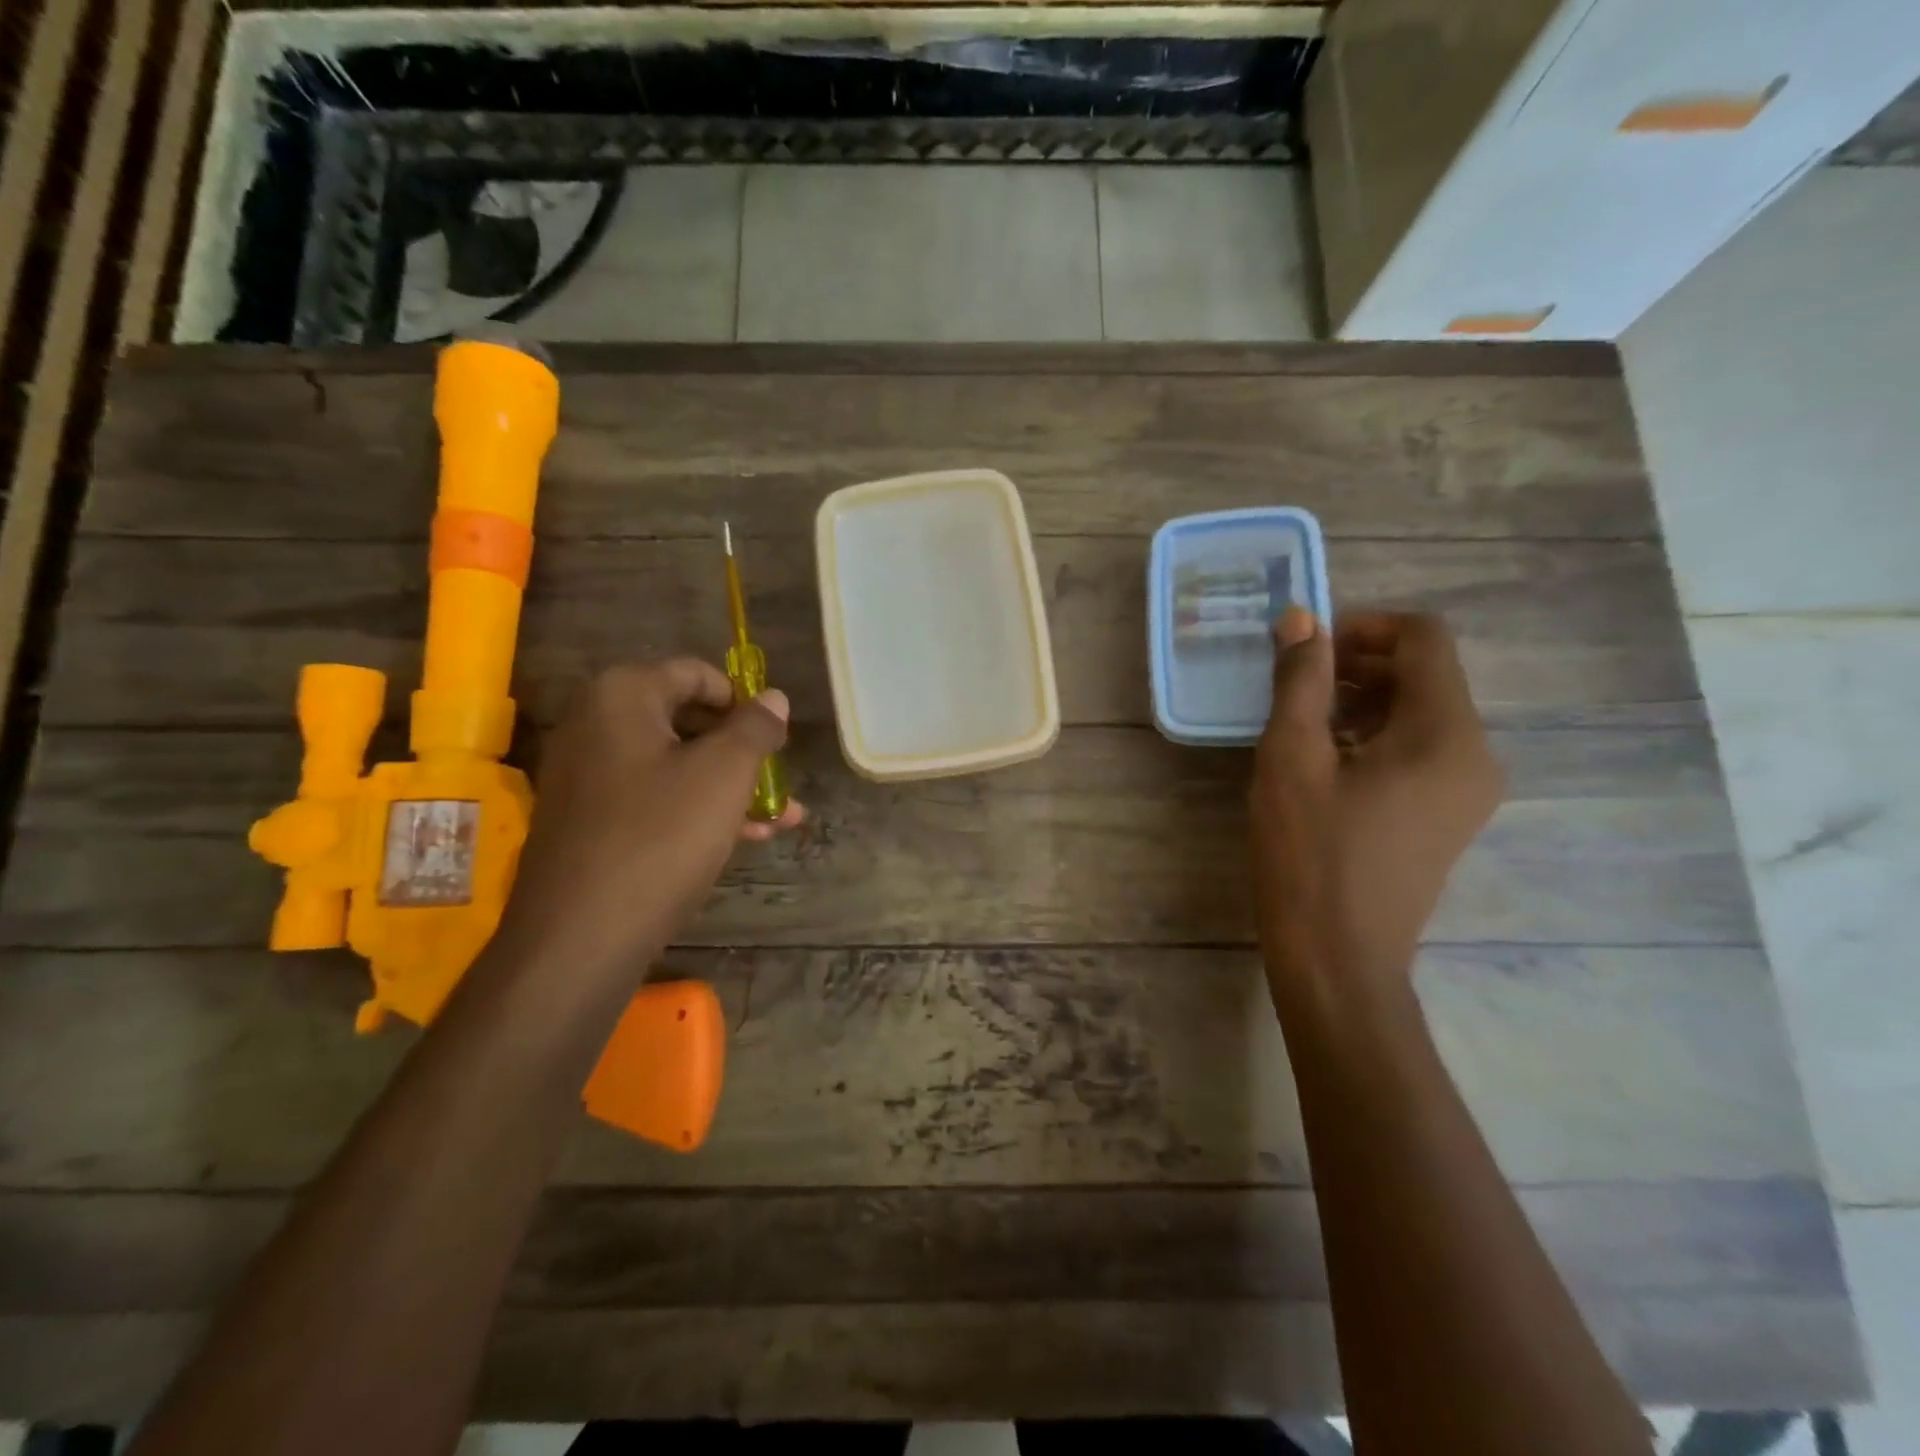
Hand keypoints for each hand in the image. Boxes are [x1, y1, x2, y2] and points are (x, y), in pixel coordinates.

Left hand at [496, 660, 803, 978]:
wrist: (579, 936)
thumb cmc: (661, 836)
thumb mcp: (724, 774)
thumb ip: (755, 728)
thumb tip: (775, 698)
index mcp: (622, 695)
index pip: (696, 673)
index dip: (743, 700)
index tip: (775, 735)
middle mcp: (595, 724)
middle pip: (687, 721)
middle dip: (743, 752)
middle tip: (779, 780)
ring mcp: (587, 776)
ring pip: (676, 766)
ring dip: (730, 787)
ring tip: (780, 819)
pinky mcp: (588, 821)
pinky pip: (654, 799)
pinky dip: (697, 810)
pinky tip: (743, 839)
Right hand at [1251, 608, 1502, 1003]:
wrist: (1338, 959)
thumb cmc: (1309, 855)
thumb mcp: (1292, 759)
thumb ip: (1300, 682)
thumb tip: (1302, 619)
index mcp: (1446, 733)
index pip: (1424, 638)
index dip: (1363, 626)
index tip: (1307, 650)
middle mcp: (1475, 754)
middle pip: (1425, 674)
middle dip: (1358, 665)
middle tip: (1294, 686)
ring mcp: (1467, 790)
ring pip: (1419, 713)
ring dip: (1361, 702)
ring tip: (1301, 726)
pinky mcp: (1448, 817)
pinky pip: (1418, 751)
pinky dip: (1374, 738)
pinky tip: (1325, 764)